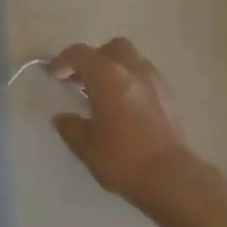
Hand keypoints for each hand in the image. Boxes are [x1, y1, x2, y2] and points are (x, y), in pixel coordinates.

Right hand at [52, 38, 220, 210]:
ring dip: (115, 69)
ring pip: (132, 60)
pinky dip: (132, 83)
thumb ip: (70, 126)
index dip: (62, 61)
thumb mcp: (86, 146)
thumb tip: (62, 118)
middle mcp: (131, 69)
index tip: (53, 75)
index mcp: (106, 75)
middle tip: (83, 80)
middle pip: (111, 48)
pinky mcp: (170, 97)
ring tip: (106, 93)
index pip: (79, 54)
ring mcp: (154, 81)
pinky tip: (127, 107)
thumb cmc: (123, 158)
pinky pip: (146, 77)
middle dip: (94, 59)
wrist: (173, 179)